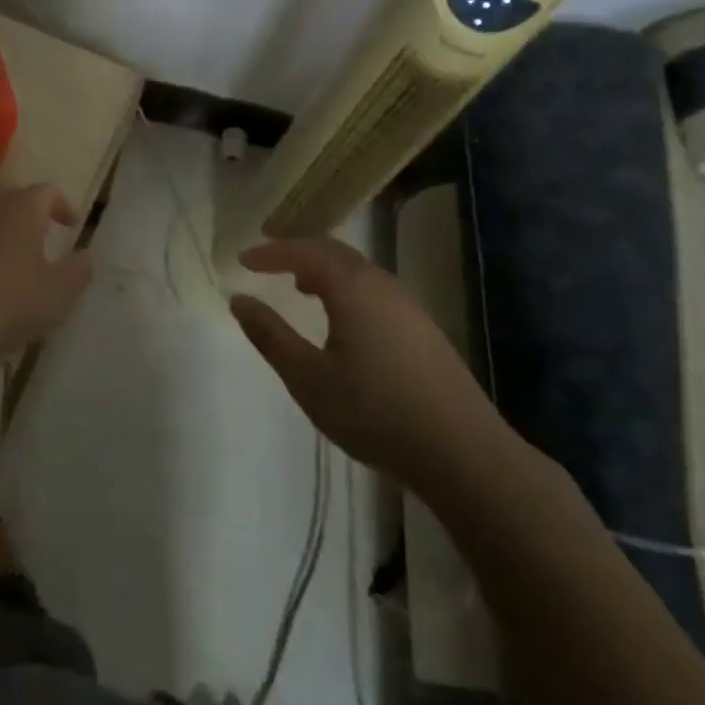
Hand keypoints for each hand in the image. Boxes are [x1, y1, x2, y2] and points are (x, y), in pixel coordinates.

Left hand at [0, 185, 92, 370]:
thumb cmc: (8, 302)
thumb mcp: (57, 295)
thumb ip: (78, 272)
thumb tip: (86, 256)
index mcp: (21, 208)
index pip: (48, 192)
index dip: (62, 206)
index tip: (70, 224)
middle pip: (11, 203)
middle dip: (27, 220)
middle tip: (38, 243)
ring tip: (4, 269)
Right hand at [230, 238, 509, 493]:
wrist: (464, 454)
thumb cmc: (376, 412)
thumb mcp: (309, 379)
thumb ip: (271, 336)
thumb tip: (239, 300)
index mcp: (351, 287)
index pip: (303, 251)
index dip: (271, 252)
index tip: (243, 259)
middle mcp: (380, 283)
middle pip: (332, 250)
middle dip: (297, 251)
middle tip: (268, 263)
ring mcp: (407, 304)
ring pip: (356, 269)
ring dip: (323, 268)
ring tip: (299, 286)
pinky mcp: (423, 328)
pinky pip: (373, 287)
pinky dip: (345, 286)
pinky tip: (342, 318)